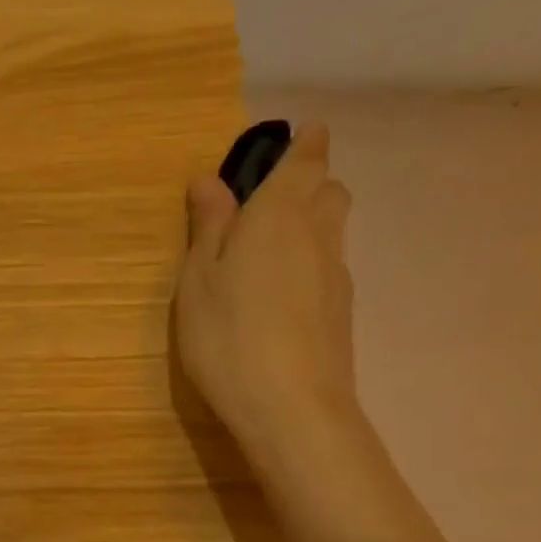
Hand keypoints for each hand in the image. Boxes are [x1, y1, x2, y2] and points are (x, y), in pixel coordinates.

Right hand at [175, 122, 357, 463]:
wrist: (291, 407)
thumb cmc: (228, 335)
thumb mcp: (199, 279)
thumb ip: (208, 226)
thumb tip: (210, 180)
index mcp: (279, 215)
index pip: (305, 161)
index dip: (305, 144)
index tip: (300, 134)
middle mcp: (318, 235)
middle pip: (327, 192)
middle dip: (308, 183)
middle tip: (270, 199)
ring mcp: (336, 276)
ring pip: (331, 230)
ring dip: (310, 223)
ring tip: (268, 249)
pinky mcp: (341, 313)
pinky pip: (328, 267)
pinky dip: (309, 263)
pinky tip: (280, 294)